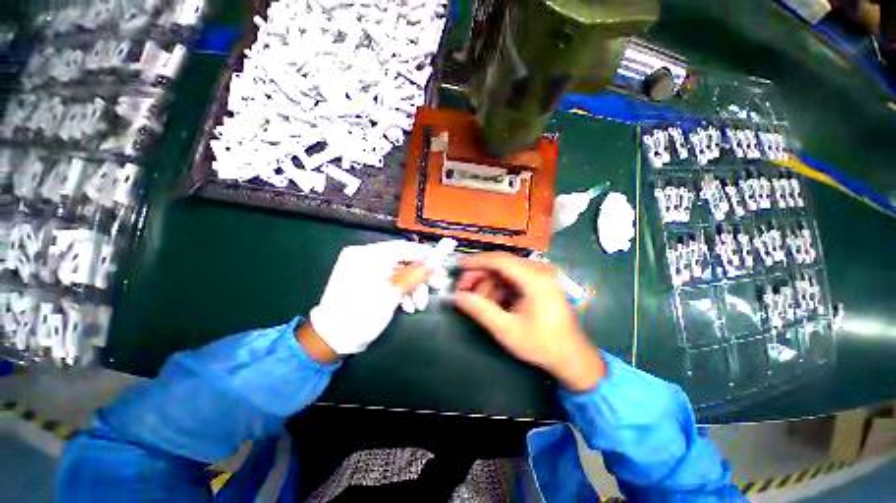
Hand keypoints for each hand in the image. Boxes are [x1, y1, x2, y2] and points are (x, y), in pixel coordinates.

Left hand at [306, 241, 432, 358]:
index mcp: (367, 255)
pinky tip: (408, 305)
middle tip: (436, 287)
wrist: (330, 339)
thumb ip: (414, 276)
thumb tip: (435, 263)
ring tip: (419, 305)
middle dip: (420, 276)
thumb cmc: (360, 316)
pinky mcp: (367, 279)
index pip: (403, 247)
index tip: (441, 264)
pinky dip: (401, 290)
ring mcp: (365, 268)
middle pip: (403, 260)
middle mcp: (365, 256)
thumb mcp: (391, 295)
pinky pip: (390, 279)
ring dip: (412, 286)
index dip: (425, 255)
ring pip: (399, 271)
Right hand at [453, 252, 604, 391]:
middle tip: (463, 291)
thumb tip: (456, 297)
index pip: (499, 260)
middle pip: (501, 265)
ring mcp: (541, 275)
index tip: (458, 267)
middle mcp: (539, 270)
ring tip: (477, 303)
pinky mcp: (540, 283)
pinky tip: (492, 304)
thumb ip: (479, 310)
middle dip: (479, 276)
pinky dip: (499, 289)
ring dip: (488, 285)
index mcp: (535, 278)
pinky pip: (513, 279)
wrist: (571, 357)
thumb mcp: (505, 329)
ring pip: (505, 272)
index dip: (476, 262)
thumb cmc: (540, 344)